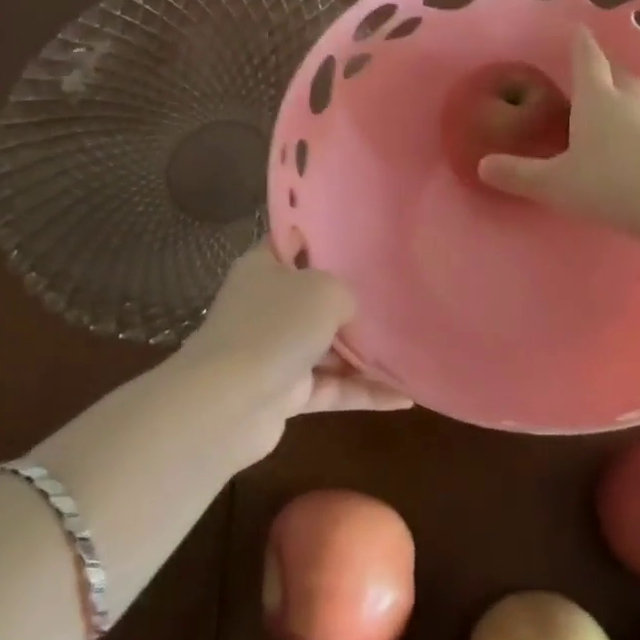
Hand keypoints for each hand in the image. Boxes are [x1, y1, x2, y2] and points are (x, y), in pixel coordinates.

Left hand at [179, 248, 409, 456]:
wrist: (229, 404)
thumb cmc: (276, 326)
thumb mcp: (325, 290)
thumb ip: (345, 293)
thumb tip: (348, 313)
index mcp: (264, 267)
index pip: (294, 241)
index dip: (323, 235)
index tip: (361, 235)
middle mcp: (266, 305)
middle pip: (314, 297)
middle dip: (352, 301)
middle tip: (398, 293)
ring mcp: (274, 351)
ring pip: (327, 347)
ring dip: (364, 353)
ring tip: (410, 349)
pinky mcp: (284, 394)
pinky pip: (331, 388)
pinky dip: (363, 391)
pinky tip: (404, 396)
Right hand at [478, 26, 639, 233]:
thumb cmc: (611, 184)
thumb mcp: (556, 183)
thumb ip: (520, 174)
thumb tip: (483, 165)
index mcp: (597, 100)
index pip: (587, 60)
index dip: (580, 43)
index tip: (578, 27)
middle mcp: (629, 104)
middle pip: (619, 75)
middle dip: (606, 69)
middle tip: (595, 70)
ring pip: (637, 103)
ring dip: (624, 102)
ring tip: (609, 114)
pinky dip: (638, 132)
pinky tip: (632, 152)